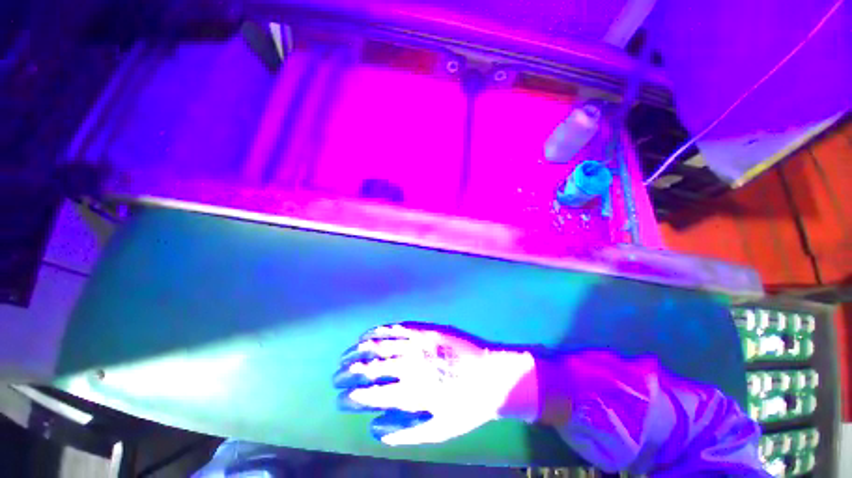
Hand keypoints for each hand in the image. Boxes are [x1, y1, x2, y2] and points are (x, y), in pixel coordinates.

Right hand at [333, 323, 536, 445]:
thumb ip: (403, 432)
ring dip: (358, 350)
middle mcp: (410, 365)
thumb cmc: (467, 406)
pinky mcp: (425, 329)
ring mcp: (417, 343)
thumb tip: (372, 427)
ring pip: (379, 344)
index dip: (350, 398)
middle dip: (347, 373)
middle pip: (369, 367)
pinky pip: (396, 327)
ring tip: (345, 356)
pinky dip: (378, 331)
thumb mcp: (438, 430)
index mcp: (412, 393)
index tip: (339, 399)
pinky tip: (368, 334)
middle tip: (335, 377)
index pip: (369, 395)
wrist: (493, 374)